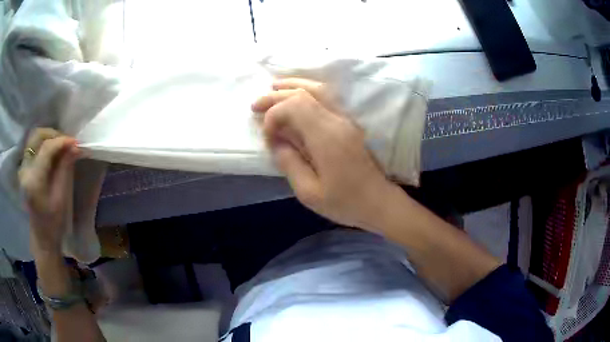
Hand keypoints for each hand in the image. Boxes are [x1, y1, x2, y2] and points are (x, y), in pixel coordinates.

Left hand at [19, 128, 80, 254]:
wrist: (42, 237)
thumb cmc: (53, 223)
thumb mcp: (61, 197)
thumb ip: (65, 168)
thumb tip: (75, 146)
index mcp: (34, 180)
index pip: (46, 149)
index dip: (62, 141)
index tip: (76, 142)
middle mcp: (25, 170)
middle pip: (37, 136)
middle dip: (54, 134)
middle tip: (67, 142)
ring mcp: (23, 168)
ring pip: (34, 138)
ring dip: (48, 137)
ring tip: (60, 145)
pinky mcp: (24, 168)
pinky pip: (33, 146)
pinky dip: (43, 143)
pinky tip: (52, 151)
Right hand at [252, 78, 399, 229]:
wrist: (379, 202)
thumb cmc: (345, 202)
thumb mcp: (309, 192)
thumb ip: (289, 163)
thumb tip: (276, 142)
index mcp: (327, 137)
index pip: (295, 107)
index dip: (274, 116)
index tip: (268, 137)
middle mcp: (338, 121)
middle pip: (305, 94)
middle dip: (276, 96)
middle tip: (255, 105)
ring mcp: (347, 119)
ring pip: (319, 89)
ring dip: (293, 86)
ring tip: (273, 88)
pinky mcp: (350, 123)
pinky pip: (327, 97)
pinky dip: (308, 91)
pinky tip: (297, 95)